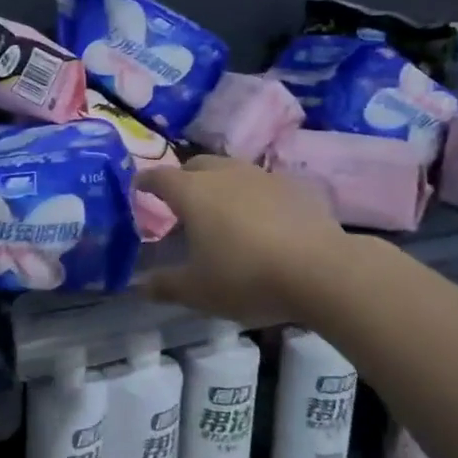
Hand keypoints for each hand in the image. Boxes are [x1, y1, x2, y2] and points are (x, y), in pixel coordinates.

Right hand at [136, 156, 354, 324]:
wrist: (320, 270)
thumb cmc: (246, 277)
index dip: (145, 182)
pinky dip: (254, 196)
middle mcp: (223, 174)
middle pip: (195, 165)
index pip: (158, 177)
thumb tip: (137, 285)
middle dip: (183, 179)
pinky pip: (263, 184)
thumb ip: (165, 285)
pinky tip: (262, 220)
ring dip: (220, 185)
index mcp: (192, 192)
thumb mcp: (198, 291)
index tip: (138, 188)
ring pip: (231, 171)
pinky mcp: (294, 186)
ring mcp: (261, 175)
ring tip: (222, 212)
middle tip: (181, 204)